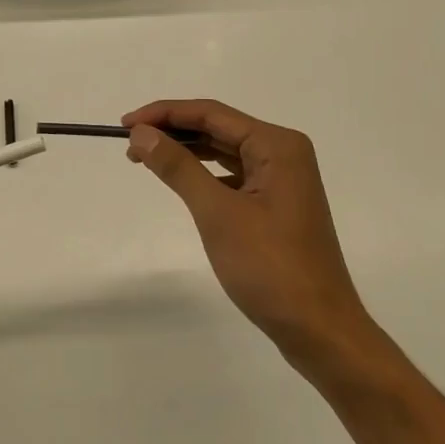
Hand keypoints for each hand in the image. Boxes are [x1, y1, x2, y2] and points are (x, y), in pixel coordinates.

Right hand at [124, 100, 370, 379]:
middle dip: (173, 131)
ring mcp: (283, 179)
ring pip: (225, 151)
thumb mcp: (217, 213)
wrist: (319, 330)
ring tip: (146, 158)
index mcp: (277, 145)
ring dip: (187, 152)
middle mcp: (283, 153)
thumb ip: (178, 167)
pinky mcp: (278, 204)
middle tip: (130, 143)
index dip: (165, 113)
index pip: (211, 114)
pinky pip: (234, 175)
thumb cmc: (270, 267)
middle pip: (218, 128)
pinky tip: (183, 182)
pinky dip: (205, 174)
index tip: (124, 124)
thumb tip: (141, 133)